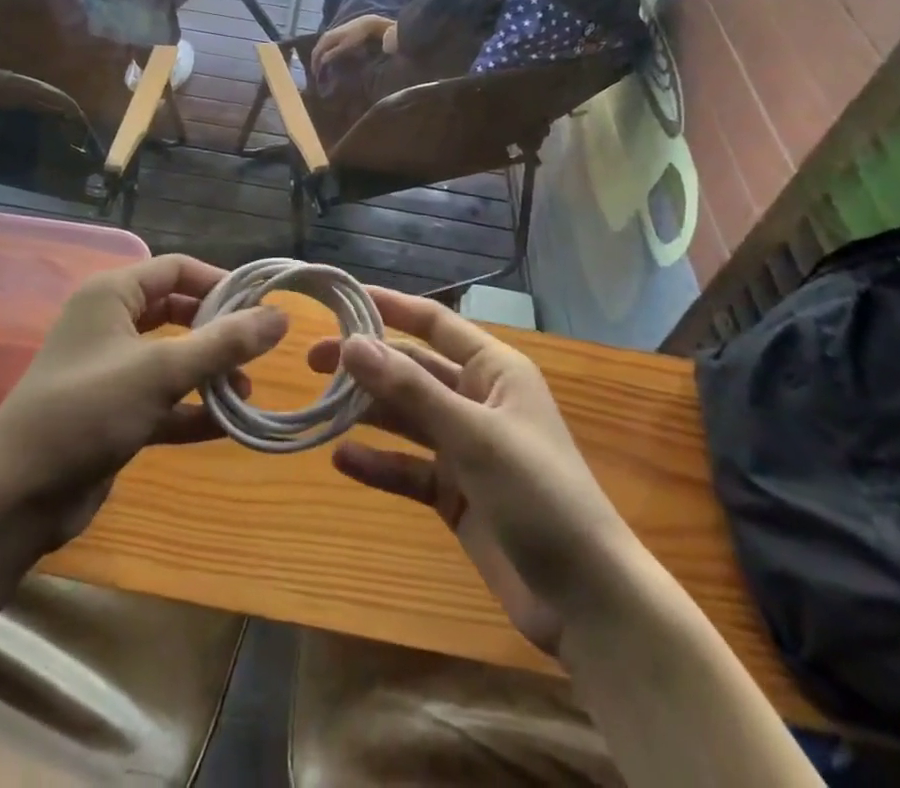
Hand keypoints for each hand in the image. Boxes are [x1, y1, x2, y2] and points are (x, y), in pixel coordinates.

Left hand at [0, 255, 286, 552]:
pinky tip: (226, 426)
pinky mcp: (114, 413)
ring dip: (209, 373)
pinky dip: (192, 409)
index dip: (220, 282)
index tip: (261, 306)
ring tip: (247, 393)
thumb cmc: (88, 411)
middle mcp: (111, 324)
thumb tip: (281, 317)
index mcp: (112, 295)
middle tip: (259, 350)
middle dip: (218, 330)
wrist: (16, 497)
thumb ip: (224, 343)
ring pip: (172, 358)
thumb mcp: (161, 371)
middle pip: (177, 312)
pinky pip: (163, 400)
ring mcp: (111, 370)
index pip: (176, 269)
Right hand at [308, 290, 628, 657]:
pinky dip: (378, 463)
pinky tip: (342, 460)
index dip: (390, 306)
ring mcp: (465, 448)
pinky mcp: (455, 493)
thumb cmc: (538, 494)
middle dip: (367, 364)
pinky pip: (408, 468)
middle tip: (313, 361)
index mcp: (494, 370)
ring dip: (367, 412)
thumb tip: (351, 343)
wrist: (587, 601)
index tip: (341, 298)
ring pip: (406, 418)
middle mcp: (476, 400)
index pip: (434, 323)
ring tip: (320, 408)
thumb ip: (410, 390)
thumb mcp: (473, 435)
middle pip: (412, 371)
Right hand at [310, 15, 392, 74]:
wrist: (364, 25)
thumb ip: (332, 54)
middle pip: (316, 51)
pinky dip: (322, 54)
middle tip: (317, 75)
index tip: (317, 77)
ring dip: (318, 59)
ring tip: (320, 68)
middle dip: (315, 63)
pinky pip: (323, 46)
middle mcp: (325, 36)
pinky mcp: (333, 34)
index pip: (316, 54)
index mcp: (326, 39)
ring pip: (319, 48)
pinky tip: (326, 59)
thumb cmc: (356, 38)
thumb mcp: (345, 47)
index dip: (315, 66)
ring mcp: (329, 34)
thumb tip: (322, 62)